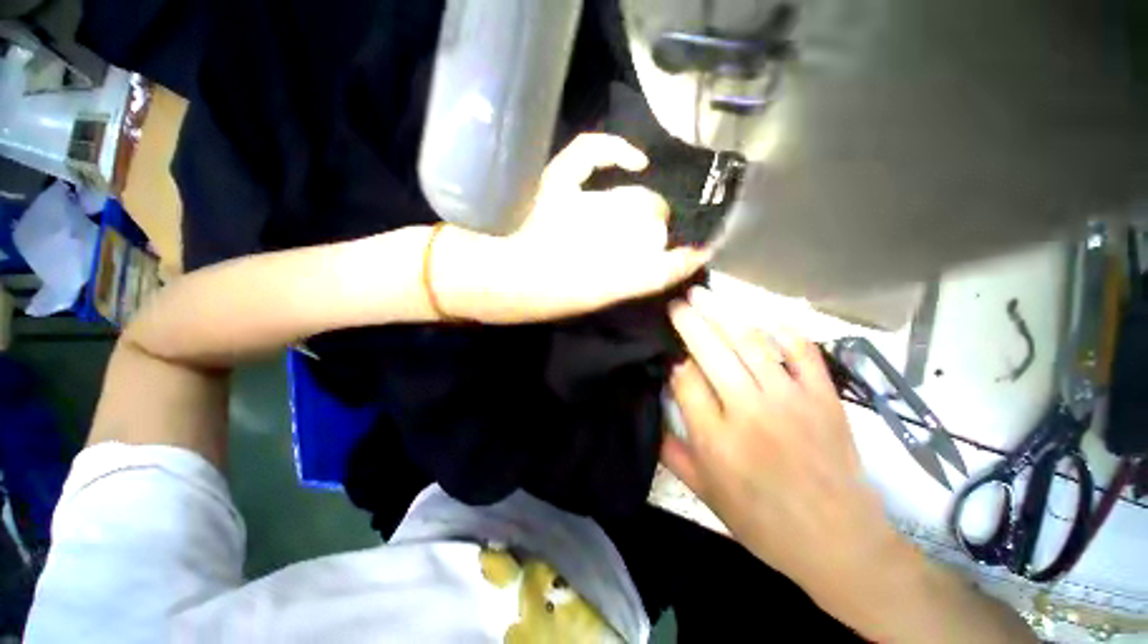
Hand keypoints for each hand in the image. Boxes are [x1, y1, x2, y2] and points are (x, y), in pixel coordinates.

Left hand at [432, 133, 709, 322]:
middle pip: (648, 228)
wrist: (463, 276)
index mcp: (596, 282)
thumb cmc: (513, 301)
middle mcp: (594, 245)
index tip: (699, 258)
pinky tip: (633, 163)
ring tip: (658, 218)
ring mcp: (574, 208)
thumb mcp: (567, 309)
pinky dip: (613, 152)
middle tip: (668, 242)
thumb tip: (639, 273)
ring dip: (649, 208)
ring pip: (631, 202)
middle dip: (665, 233)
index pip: (656, 271)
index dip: (681, 264)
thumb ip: (606, 290)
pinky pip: (587, 156)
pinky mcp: (550, 184)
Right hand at [663, 287, 905, 608]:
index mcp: (717, 439)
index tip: (667, 352)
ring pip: (750, 342)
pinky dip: (784, 328)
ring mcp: (792, 400)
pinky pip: (803, 350)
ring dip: (722, 313)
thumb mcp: (704, 493)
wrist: (838, 543)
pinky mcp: (825, 397)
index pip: (685, 380)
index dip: (672, 360)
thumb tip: (653, 414)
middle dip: (689, 321)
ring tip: (704, 295)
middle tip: (676, 303)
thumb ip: (672, 451)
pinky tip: (763, 316)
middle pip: (711, 351)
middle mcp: (750, 411)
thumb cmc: (763, 521)